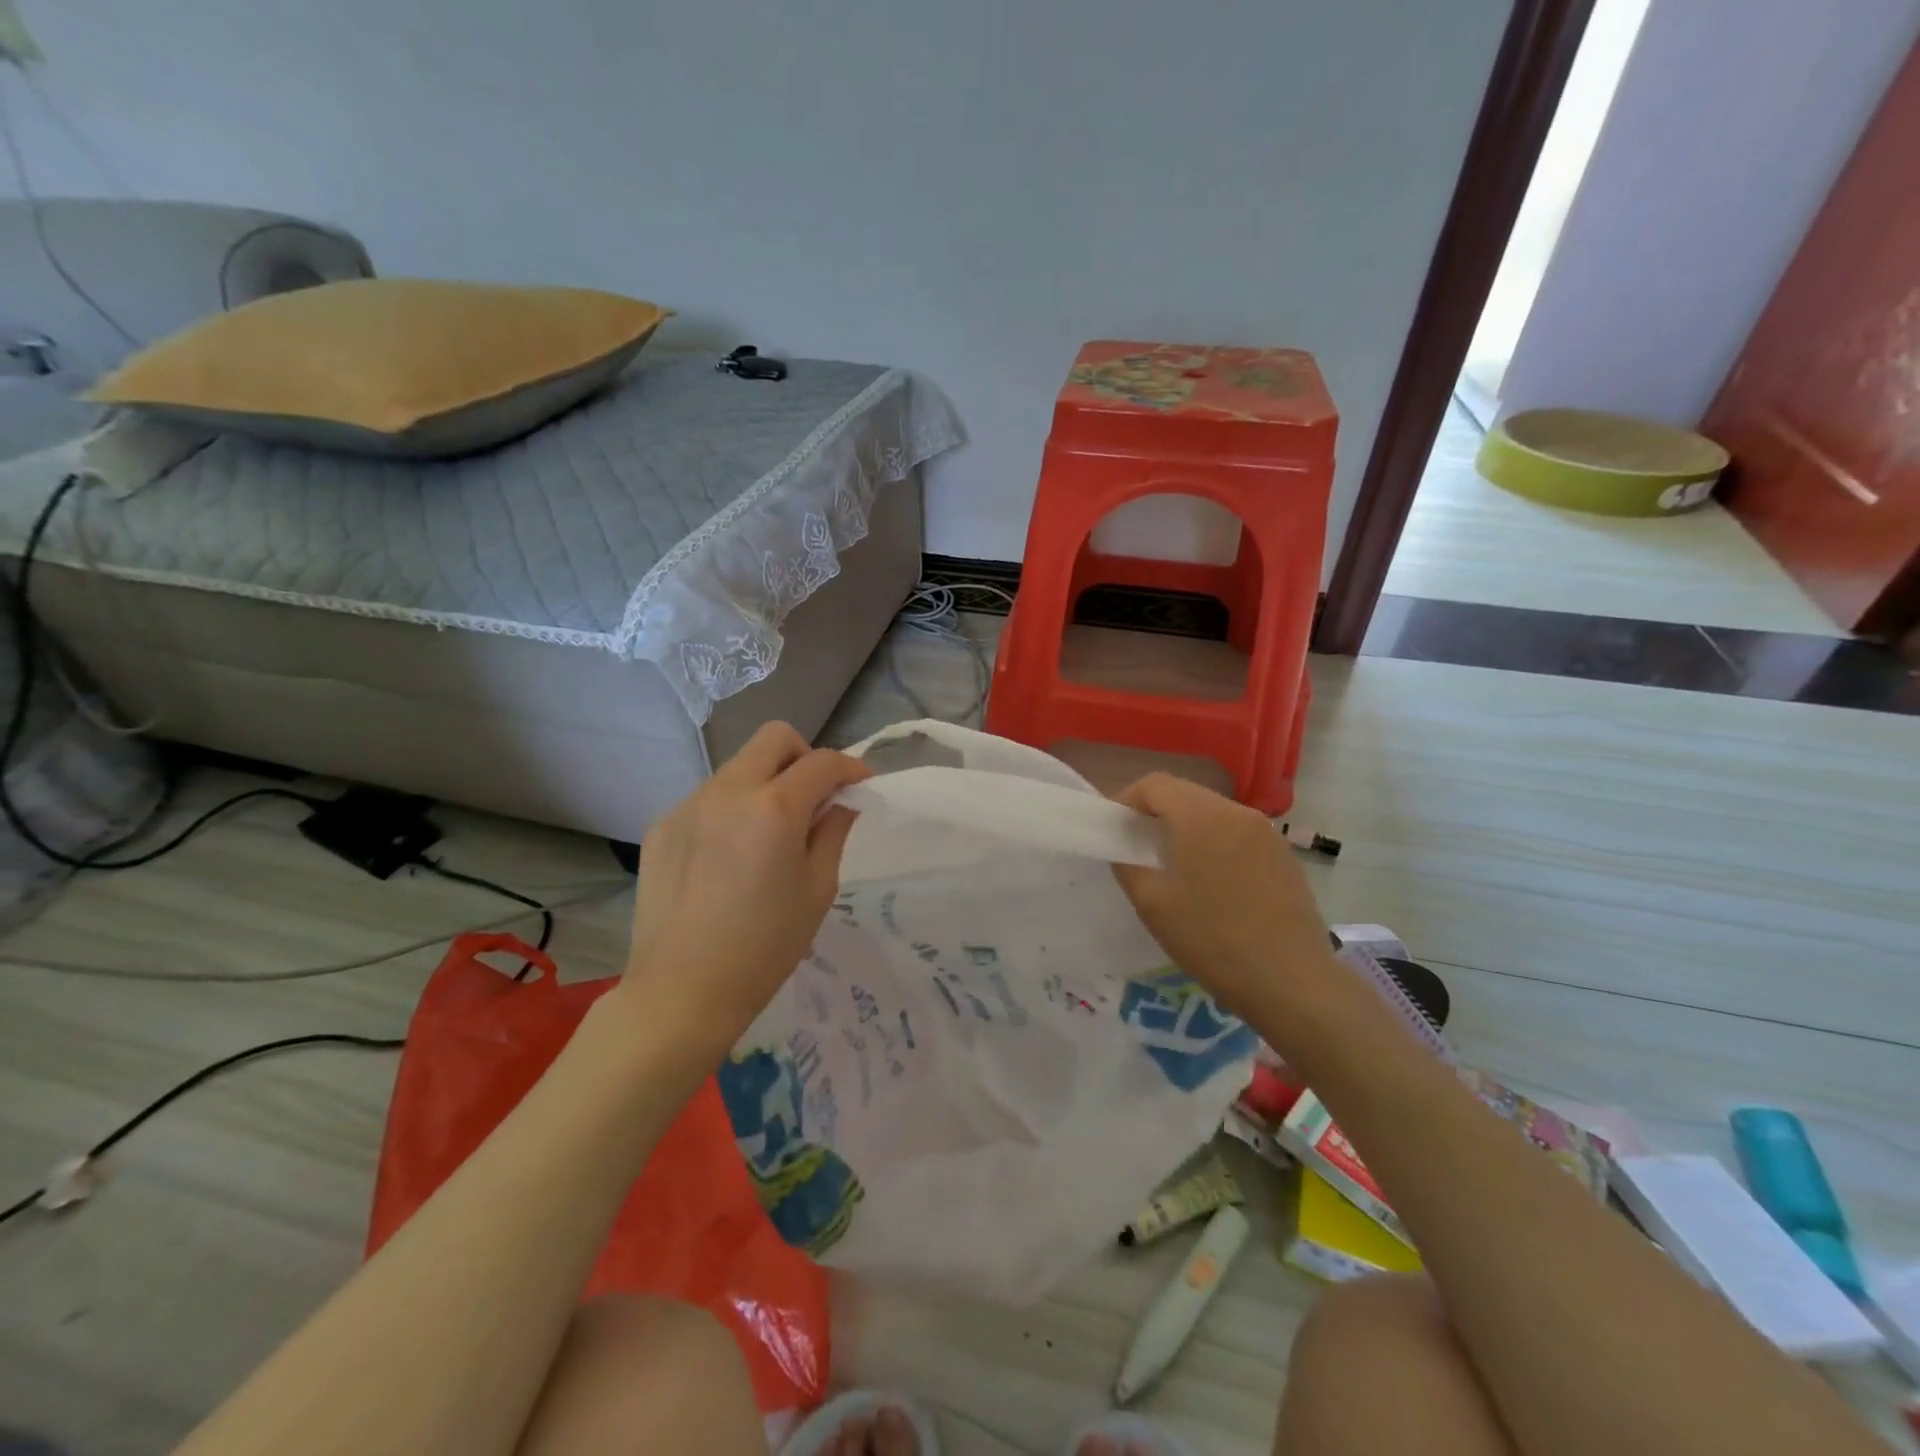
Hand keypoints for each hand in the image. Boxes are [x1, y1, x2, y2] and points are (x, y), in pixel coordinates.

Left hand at [617, 722, 872, 1060]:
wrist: (681, 992)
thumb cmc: (764, 948)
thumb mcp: (816, 889)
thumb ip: (833, 832)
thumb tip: (842, 802)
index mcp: (774, 807)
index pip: (823, 762)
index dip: (851, 768)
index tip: (862, 787)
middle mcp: (728, 791)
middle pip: (775, 738)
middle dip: (805, 757)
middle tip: (815, 797)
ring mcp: (688, 805)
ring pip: (739, 767)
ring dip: (766, 783)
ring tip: (769, 834)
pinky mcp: (662, 826)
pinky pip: (708, 798)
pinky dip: (732, 810)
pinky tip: (729, 857)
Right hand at [1110, 773, 1341, 1025]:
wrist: (1291, 982)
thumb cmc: (1211, 939)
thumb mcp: (1152, 904)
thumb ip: (1127, 864)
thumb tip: (1123, 848)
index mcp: (1201, 816)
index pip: (1155, 784)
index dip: (1127, 800)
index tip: (1117, 830)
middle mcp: (1237, 812)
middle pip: (1186, 794)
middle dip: (1157, 812)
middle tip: (1139, 847)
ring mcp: (1267, 832)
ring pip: (1214, 813)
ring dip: (1187, 828)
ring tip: (1175, 866)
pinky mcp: (1284, 855)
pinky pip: (1238, 834)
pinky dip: (1216, 843)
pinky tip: (1213, 883)